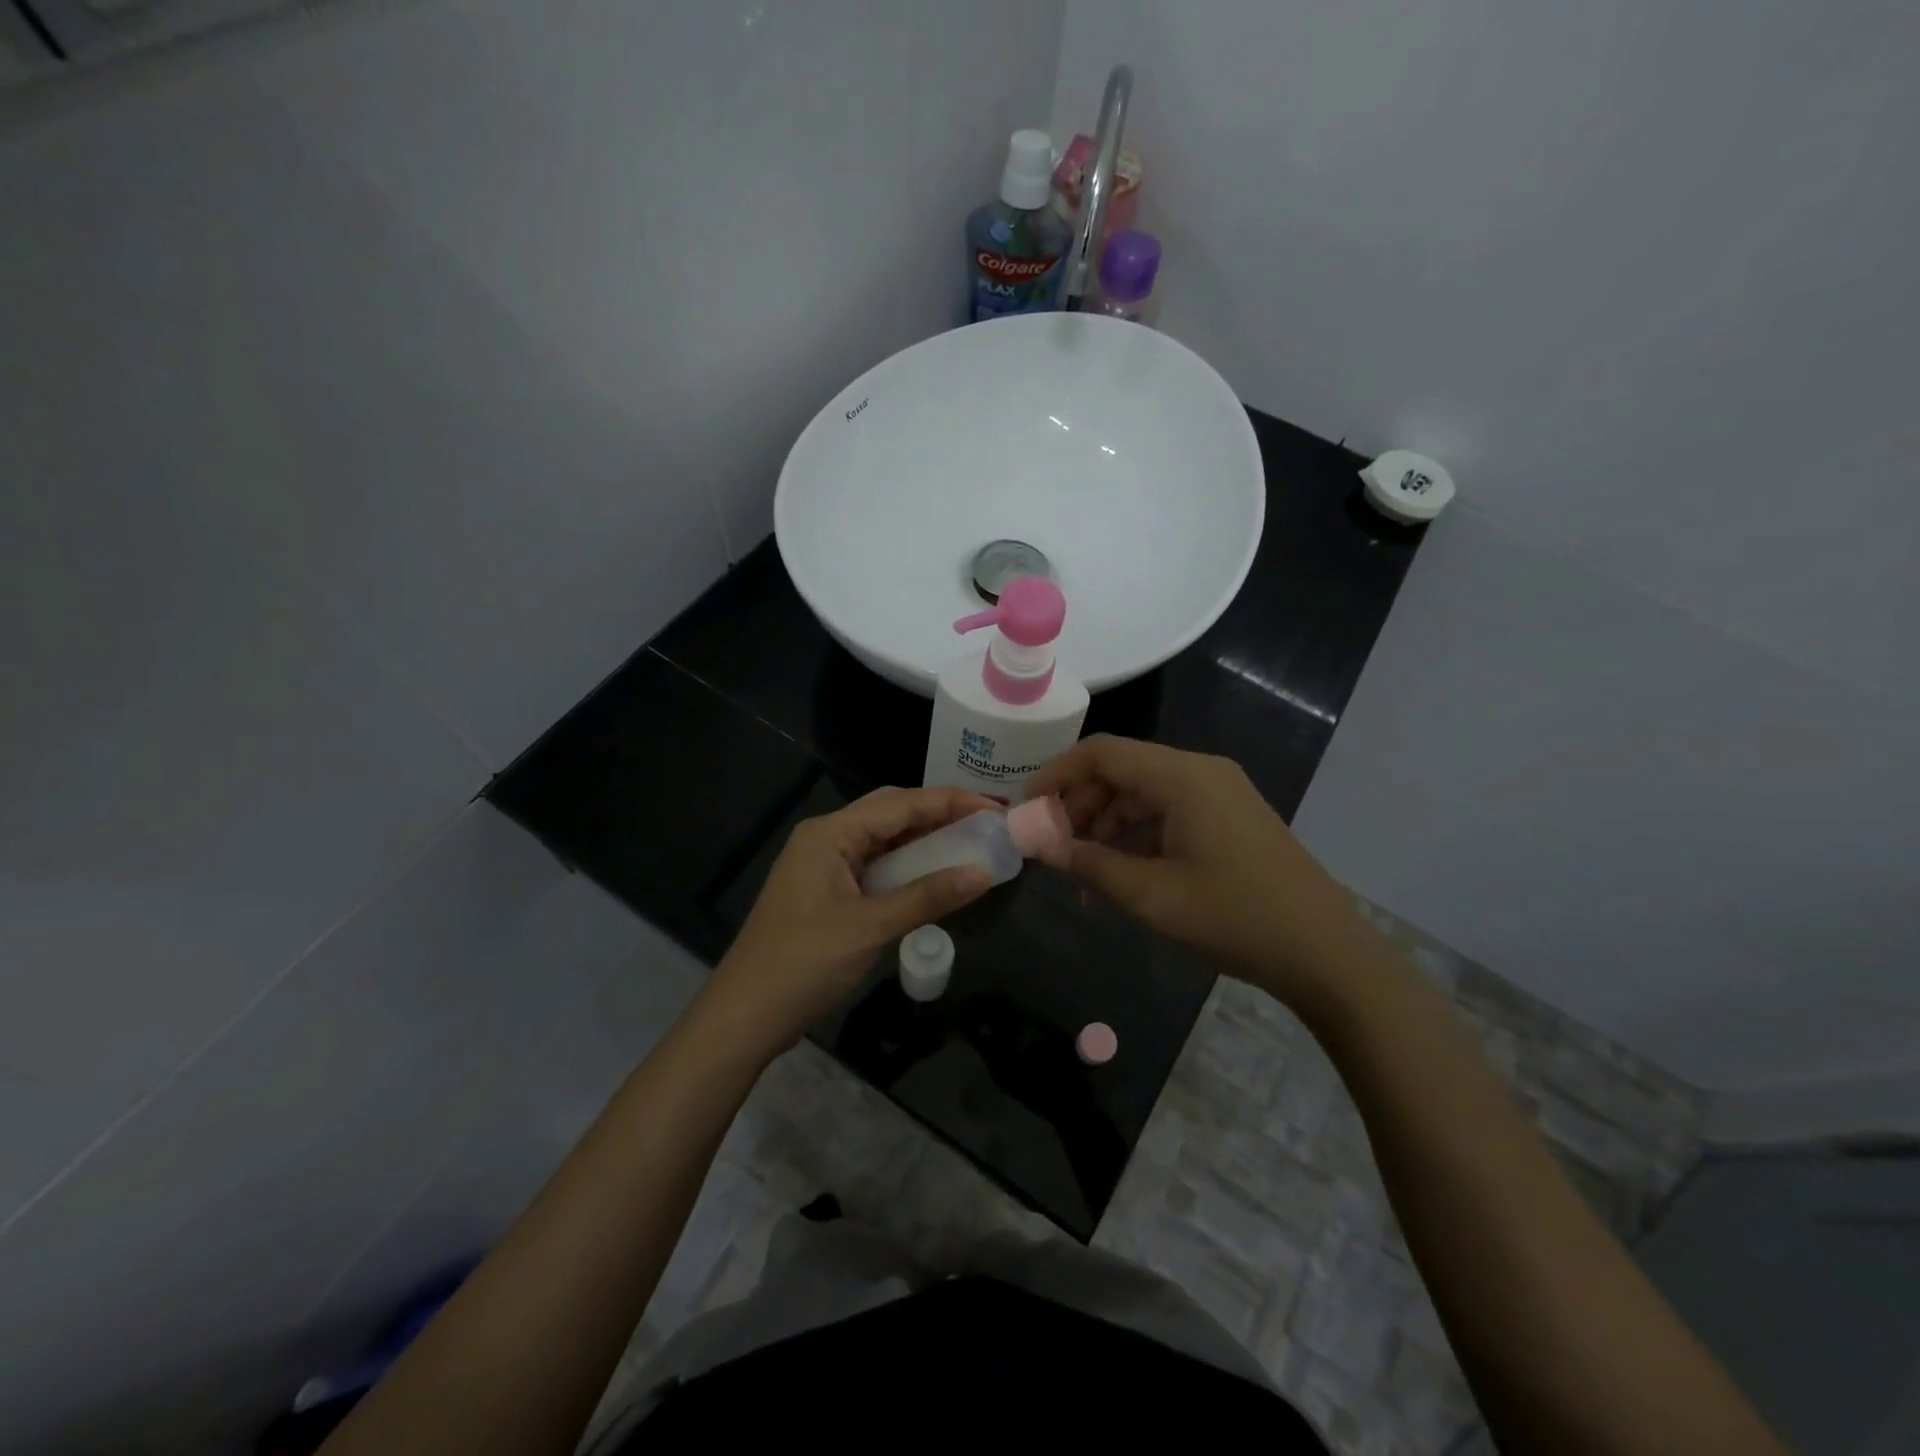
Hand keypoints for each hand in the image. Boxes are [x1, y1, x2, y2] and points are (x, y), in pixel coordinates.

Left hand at [699, 786, 996, 1059]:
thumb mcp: (871, 928)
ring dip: (922, 841)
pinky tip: (932, 877)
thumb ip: (928, 896)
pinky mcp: (825, 892)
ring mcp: (822, 866)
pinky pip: (873, 867)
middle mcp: (825, 838)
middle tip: (985, 823)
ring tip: (968, 845)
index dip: (950, 802)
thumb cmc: (804, 965)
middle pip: (890, 813)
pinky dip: (905, 868)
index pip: (900, 803)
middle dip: (938, 814)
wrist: (744, 1017)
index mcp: (830, 833)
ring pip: (882, 840)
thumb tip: (985, 873)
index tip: (994, 808)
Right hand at [1025, 735, 1365, 1006]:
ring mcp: (1219, 794)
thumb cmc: (1235, 917)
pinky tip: (1119, 877)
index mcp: (1182, 777)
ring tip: (1080, 871)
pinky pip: (1169, 812)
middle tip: (1051, 846)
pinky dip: (1138, 836)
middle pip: (1121, 771)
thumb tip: (1038, 844)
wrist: (1326, 953)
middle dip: (1080, 805)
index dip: (1058, 774)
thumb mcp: (1152, 895)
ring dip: (1106, 825)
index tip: (1027, 808)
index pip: (1102, 753)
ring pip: (1143, 793)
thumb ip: (1089, 864)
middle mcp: (1200, 772)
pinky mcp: (1230, 817)